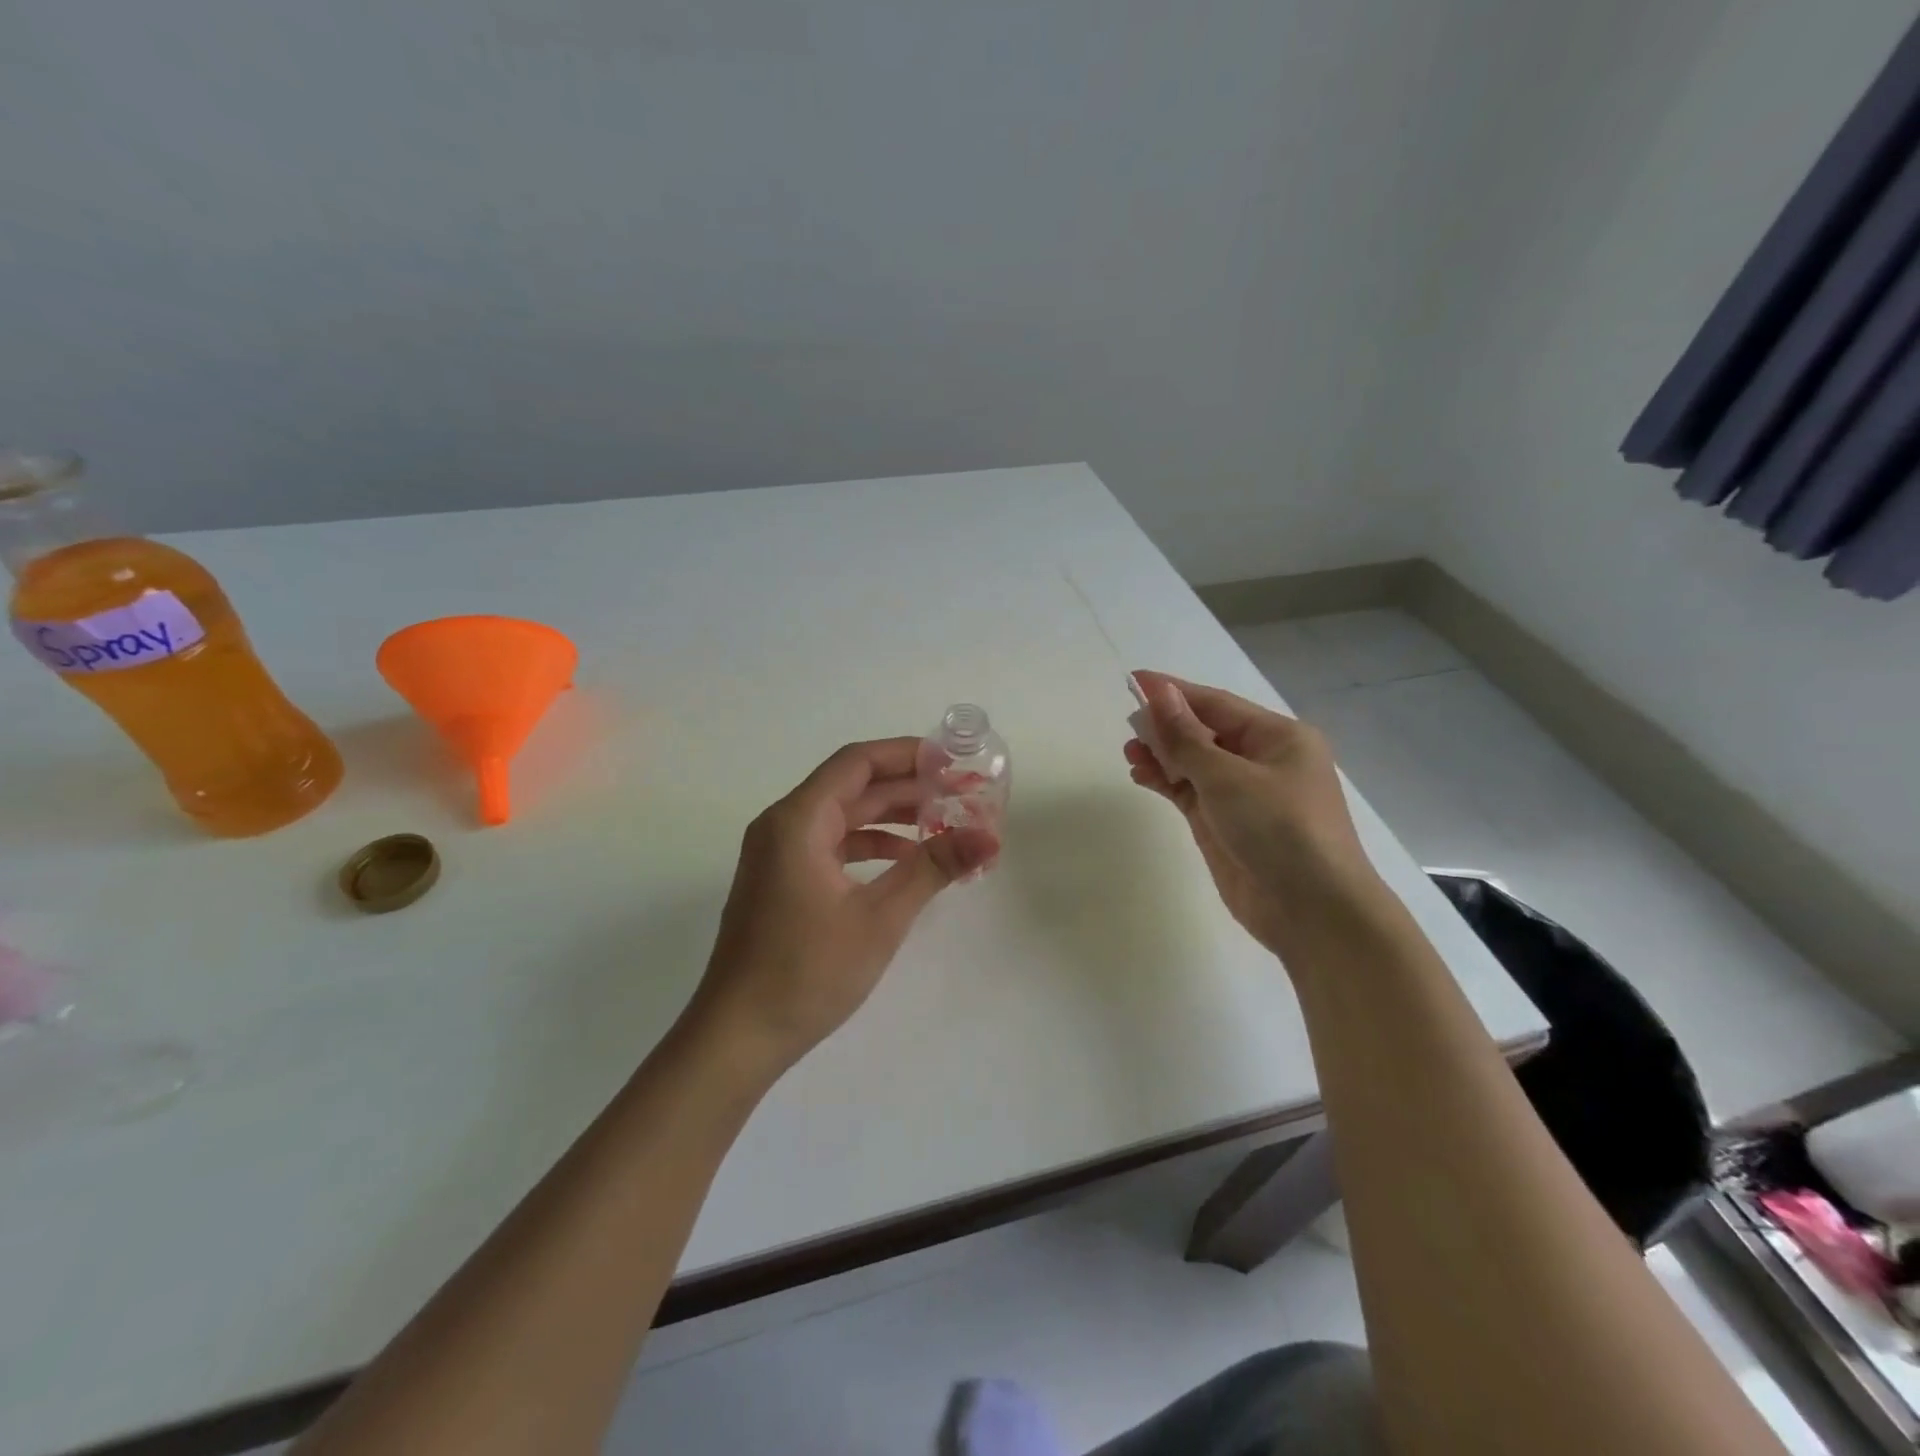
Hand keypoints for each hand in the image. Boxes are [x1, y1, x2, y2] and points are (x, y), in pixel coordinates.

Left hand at [688, 737, 999, 1072]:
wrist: (737, 1037)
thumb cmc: (807, 971)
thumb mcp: (880, 917)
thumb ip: (933, 868)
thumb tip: (989, 837)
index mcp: (798, 820)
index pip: (857, 762)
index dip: (907, 754)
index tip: (952, 760)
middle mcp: (782, 825)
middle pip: (851, 786)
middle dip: (907, 786)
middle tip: (960, 792)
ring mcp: (778, 854)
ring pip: (842, 816)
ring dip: (890, 815)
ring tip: (943, 821)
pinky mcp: (781, 881)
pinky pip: (831, 844)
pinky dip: (869, 844)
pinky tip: (905, 859)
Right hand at [1123, 671, 1377, 954]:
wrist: (1312, 912)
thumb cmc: (1279, 830)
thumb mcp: (1228, 777)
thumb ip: (1186, 737)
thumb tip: (1159, 693)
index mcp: (1277, 737)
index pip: (1215, 704)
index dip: (1173, 691)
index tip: (1134, 680)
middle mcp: (1262, 760)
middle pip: (1203, 732)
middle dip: (1166, 727)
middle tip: (1128, 727)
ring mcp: (1243, 795)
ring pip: (1194, 763)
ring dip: (1162, 756)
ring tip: (1130, 754)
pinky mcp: (1226, 825)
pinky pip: (1190, 792)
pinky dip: (1167, 782)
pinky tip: (1142, 776)